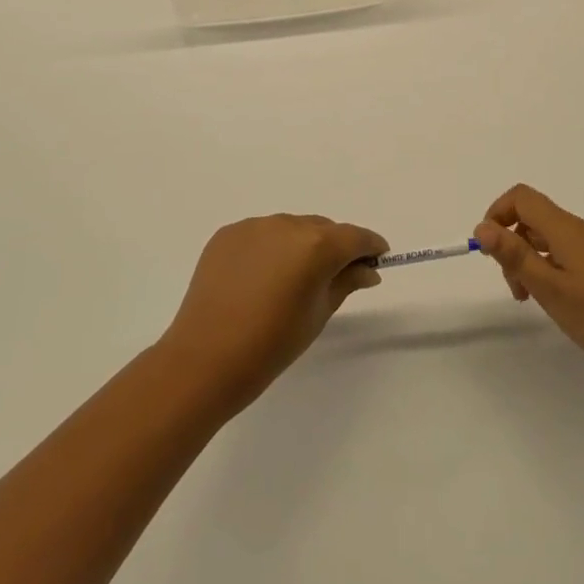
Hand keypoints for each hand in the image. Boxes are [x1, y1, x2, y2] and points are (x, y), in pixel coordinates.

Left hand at [160, 215, 386, 412]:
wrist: (205, 358)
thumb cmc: (272, 344)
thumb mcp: (319, 314)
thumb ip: (346, 282)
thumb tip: (368, 269)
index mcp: (316, 245)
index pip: (355, 237)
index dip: (370, 246)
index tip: (378, 258)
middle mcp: (287, 224)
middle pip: (323, 229)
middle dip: (334, 247)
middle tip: (334, 276)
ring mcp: (254, 226)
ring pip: (290, 229)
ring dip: (300, 246)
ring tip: (291, 280)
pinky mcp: (228, 234)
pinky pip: (261, 235)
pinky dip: (269, 249)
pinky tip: (261, 278)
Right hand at [475, 184, 583, 383]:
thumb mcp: (551, 290)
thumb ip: (515, 256)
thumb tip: (482, 226)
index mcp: (567, 229)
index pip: (522, 198)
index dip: (497, 214)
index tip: (490, 252)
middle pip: (535, 219)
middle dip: (513, 246)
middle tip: (516, 290)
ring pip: (552, 240)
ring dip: (533, 262)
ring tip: (536, 302)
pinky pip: (571, 254)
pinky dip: (554, 270)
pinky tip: (563, 304)